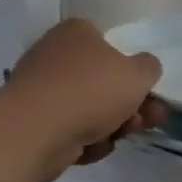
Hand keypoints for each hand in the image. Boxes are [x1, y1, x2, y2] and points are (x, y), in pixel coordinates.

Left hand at [3, 19, 167, 178]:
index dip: (131, 67)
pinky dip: (84, 139)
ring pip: (89, 107)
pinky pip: (69, 129)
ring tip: (123, 136)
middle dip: (130, 104)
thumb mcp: (139, 73)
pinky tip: (90, 148)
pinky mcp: (31, 122)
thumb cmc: (91, 91)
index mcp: (76, 33)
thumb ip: (149, 67)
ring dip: (112, 124)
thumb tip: (142, 69)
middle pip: (102, 80)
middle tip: (150, 119)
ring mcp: (40, 90)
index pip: (109, 43)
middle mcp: (54, 55)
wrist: (34, 133)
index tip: (146, 89)